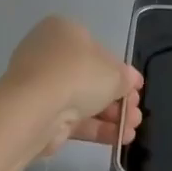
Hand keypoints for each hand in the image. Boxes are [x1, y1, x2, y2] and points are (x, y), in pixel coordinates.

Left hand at [4, 16, 143, 152]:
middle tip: (136, 112)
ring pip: (84, 100)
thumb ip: (125, 77)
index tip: (135, 88)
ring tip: (132, 130)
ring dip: (112, 116)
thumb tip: (130, 81)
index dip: (120, 70)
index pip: (98, 50)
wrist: (35, 108)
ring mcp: (42, 86)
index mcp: (64, 31)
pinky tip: (120, 139)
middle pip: (92, 78)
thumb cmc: (77, 74)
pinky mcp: (39, 114)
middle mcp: (49, 55)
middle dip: (118, 98)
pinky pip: (73, 118)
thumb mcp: (114, 72)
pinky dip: (97, 128)